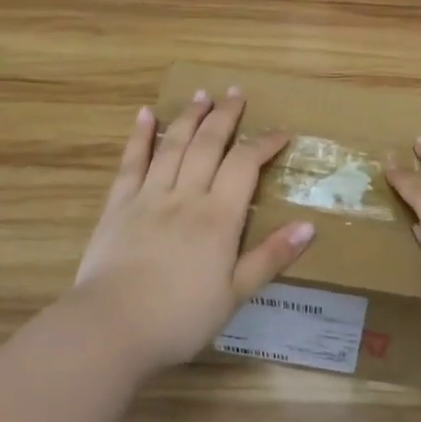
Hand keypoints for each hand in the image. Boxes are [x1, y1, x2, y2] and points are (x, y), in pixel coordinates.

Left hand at [68, 87, 314, 375]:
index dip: (264, 144)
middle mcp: (185, 196)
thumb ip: (271, 257)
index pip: (245, 165)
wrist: (111, 328)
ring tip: (202, 94)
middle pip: (208, 144)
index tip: (281, 132)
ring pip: (172, 145)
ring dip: (189, 116)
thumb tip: (309, 226)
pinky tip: (145, 114)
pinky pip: (131, 163)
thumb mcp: (235, 294)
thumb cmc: (179, 318)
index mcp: (218, 217)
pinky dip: (139, 136)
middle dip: (225, 116)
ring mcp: (148, 196)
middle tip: (236, 92)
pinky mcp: (118, 205)